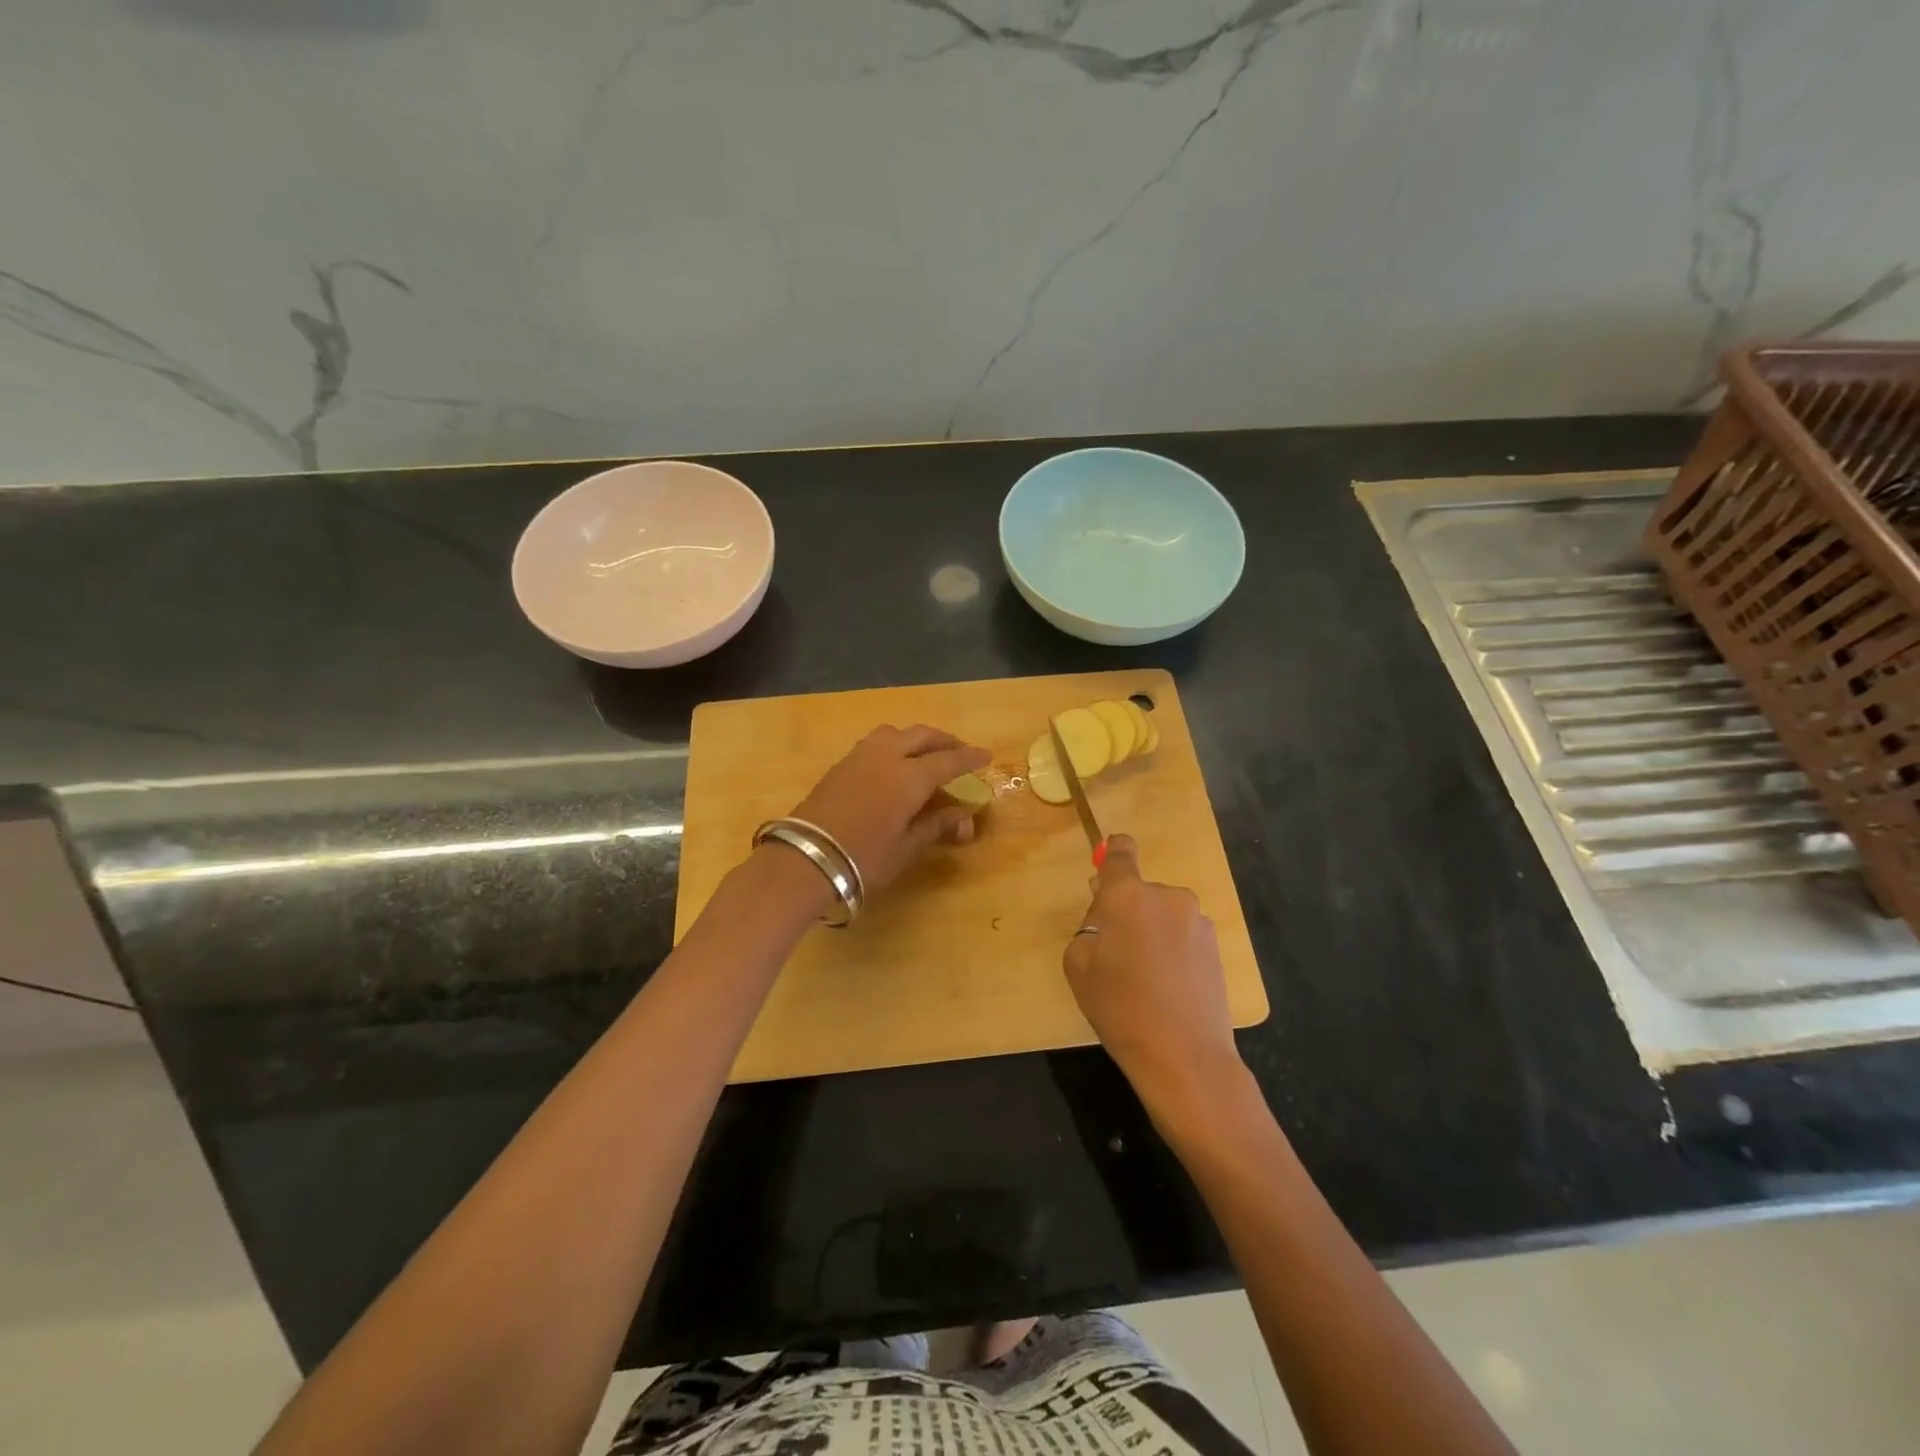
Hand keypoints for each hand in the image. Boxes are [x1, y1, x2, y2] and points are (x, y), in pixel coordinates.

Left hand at [788, 724, 990, 893]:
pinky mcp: (841, 764)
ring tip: (926, 754)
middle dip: (945, 741)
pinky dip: (895, 745)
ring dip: (917, 738)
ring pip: (896, 733)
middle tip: (959, 751)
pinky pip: (876, 743)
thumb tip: (963, 817)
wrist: (806, 858)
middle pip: (922, 736)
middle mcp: (888, 756)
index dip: (969, 758)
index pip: (949, 760)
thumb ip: (936, 825)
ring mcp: (861, 756)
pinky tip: (895, 764)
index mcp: (910, 776)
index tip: (986, 756)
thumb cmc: (865, 858)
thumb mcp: (907, 847)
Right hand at [1063, 834, 1243, 1117]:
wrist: (1185, 1055)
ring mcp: (1196, 920)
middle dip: (1126, 910)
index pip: (1121, 853)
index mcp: (1128, 896)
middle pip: (1139, 891)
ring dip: (1151, 931)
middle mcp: (1167, 896)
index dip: (1113, 853)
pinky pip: (1182, 934)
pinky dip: (1172, 949)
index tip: (1106, 869)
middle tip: (1115, 951)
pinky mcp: (1216, 945)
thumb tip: (1105, 914)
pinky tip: (1167, 986)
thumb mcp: (1079, 966)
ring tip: (1144, 977)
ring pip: (1162, 914)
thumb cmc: (1120, 1008)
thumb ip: (1088, 928)